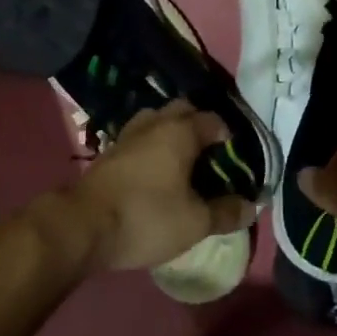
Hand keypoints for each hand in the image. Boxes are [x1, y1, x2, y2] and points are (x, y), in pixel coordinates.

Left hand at [69, 101, 256, 271]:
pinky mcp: (111, 150)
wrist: (83, 225)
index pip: (215, 121)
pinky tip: (155, 169)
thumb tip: (253, 205)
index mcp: (182, 130)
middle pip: (185, 110)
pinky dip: (153, 144)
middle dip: (200, 125)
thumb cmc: (146, 217)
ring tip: (183, 159)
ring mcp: (130, 133)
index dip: (230, 138)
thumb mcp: (194, 223)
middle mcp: (157, 121)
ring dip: (173, 131)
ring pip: (159, 119)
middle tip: (211, 155)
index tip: (236, 159)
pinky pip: (141, 136)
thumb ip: (226, 213)